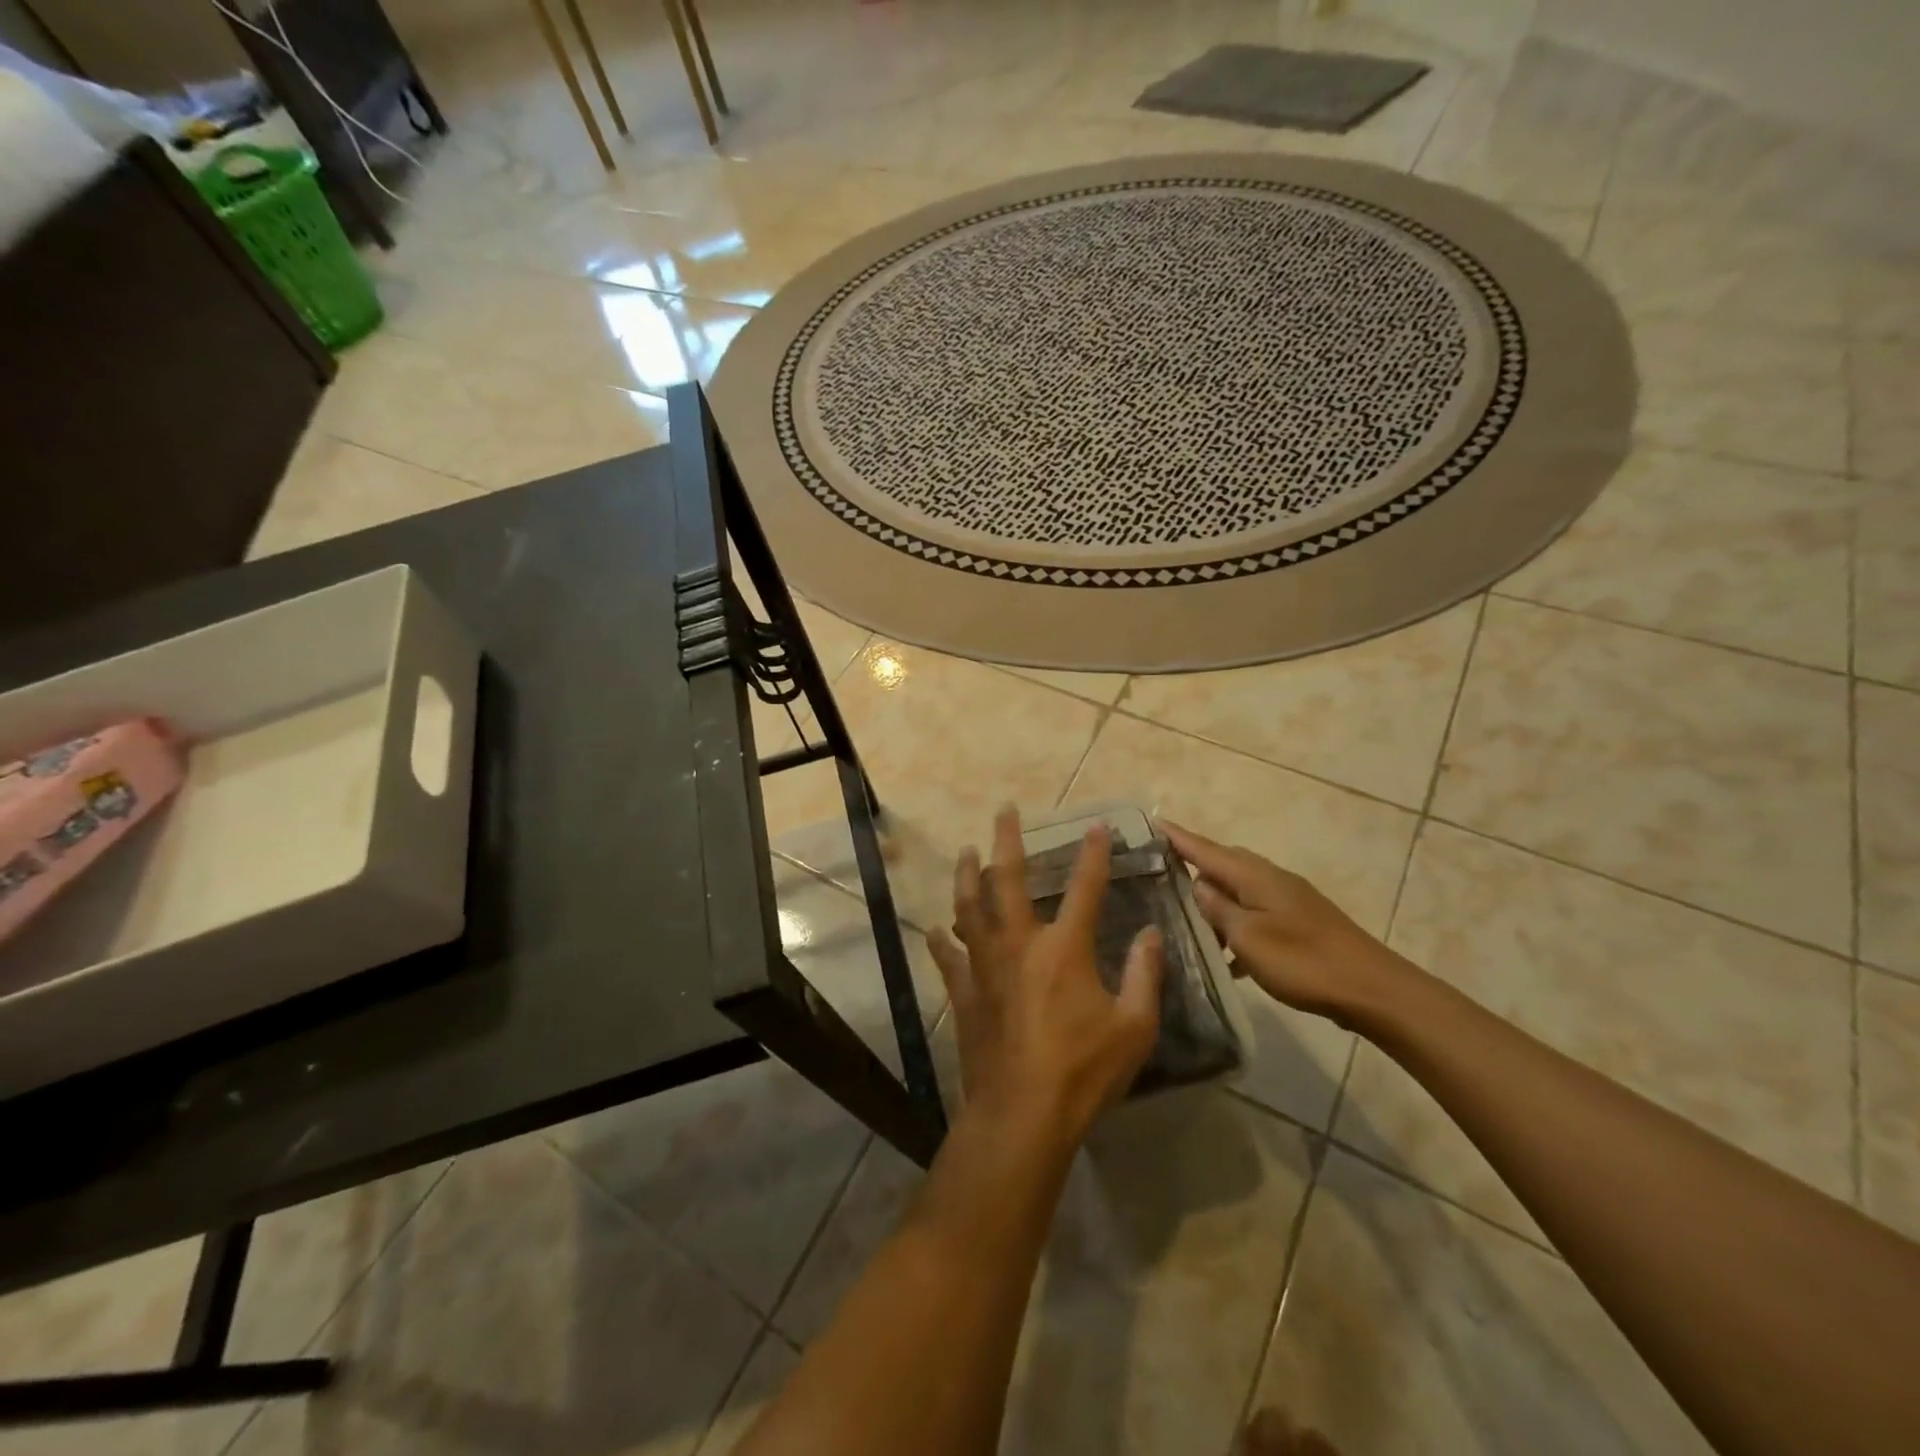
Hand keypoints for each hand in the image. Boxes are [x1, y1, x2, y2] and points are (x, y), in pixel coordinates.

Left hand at [927, 808, 1163, 1146]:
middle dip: (1007, 841)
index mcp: (1064, 949)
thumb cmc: (1084, 1071)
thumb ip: (1145, 975)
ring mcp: (985, 967)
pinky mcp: (964, 994)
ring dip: (966, 876)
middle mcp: (1019, 945)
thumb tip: (1151, 933)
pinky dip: (942, 941)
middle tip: (1003, 811)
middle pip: (1008, 880)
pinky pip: (948, 958)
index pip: (1085, 888)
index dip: (1093, 854)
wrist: (1022, 1115)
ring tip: (965, 852)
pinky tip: (935, 929)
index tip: (1097, 826)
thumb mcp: (1134, 1028)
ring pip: (969, 908)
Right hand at [1161, 821, 1409, 1024]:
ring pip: (1239, 890)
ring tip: (1186, 916)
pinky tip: (1226, 954)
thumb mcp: (1248, 936)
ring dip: (1214, 900)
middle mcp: (1270, 879)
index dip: (1178, 837)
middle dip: (1193, 863)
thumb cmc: (1303, 960)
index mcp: (1254, 876)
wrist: (1372, 989)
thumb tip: (1198, 885)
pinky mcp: (1299, 924)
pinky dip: (1236, 925)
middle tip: (1160, 869)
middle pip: (1223, 863)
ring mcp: (1288, 900)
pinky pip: (1255, 914)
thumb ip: (1218, 909)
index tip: (1152, 822)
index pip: (1205, 849)